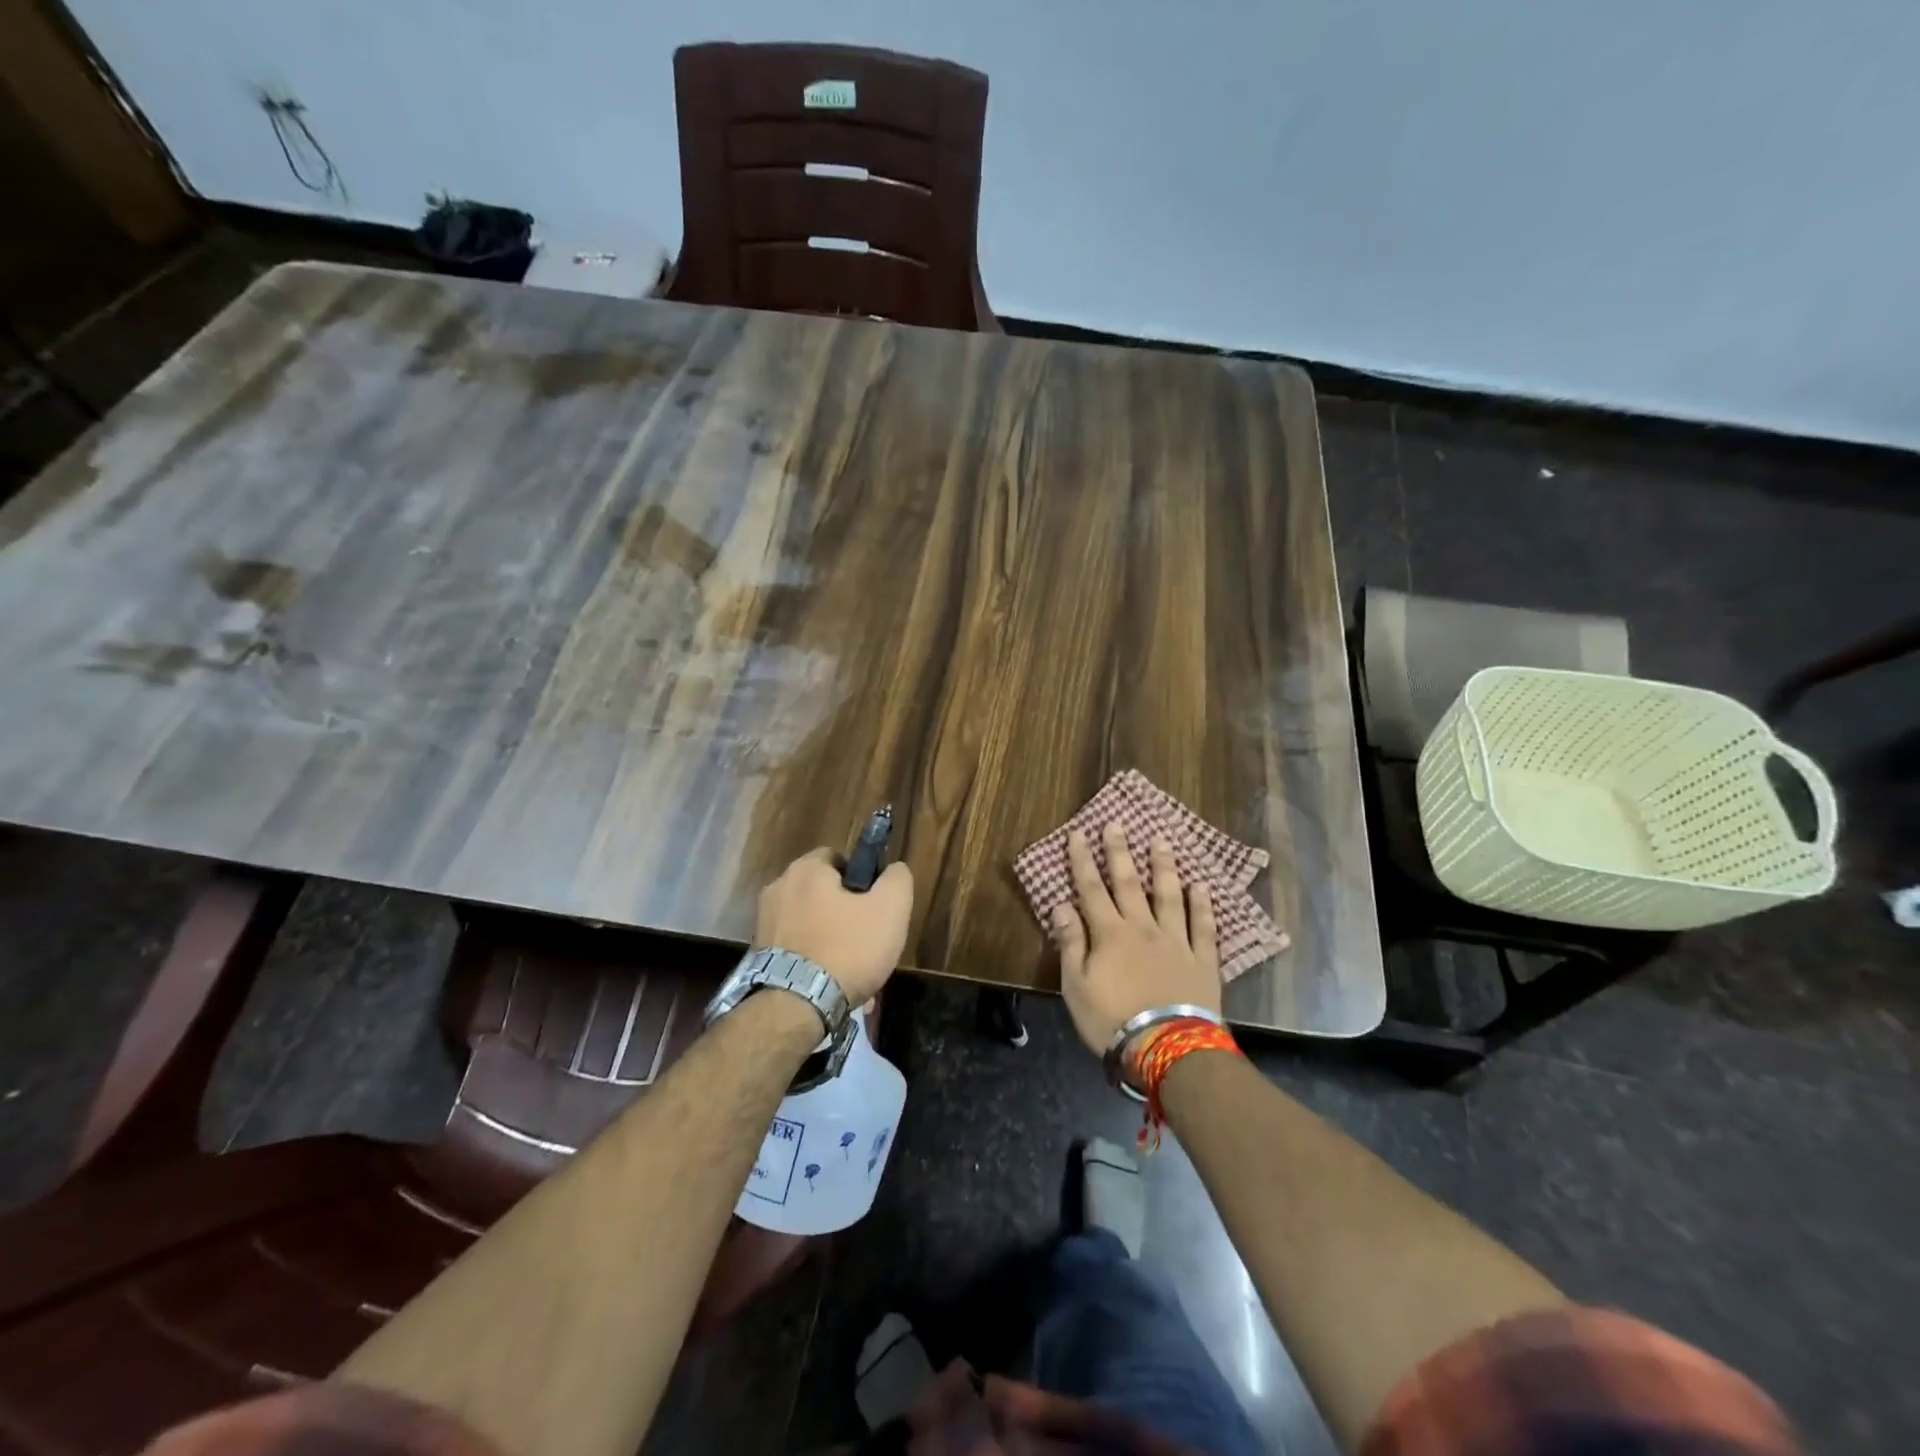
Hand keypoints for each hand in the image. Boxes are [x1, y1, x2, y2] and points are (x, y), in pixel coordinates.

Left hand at [755, 848, 913, 1003]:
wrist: (796, 1007)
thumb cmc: (848, 948)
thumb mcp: (891, 909)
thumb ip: (897, 879)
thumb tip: (893, 870)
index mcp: (806, 869)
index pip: (837, 858)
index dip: (860, 878)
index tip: (873, 905)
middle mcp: (778, 888)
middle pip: (821, 892)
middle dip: (844, 912)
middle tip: (866, 939)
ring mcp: (763, 922)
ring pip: (810, 923)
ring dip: (830, 939)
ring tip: (851, 970)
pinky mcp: (758, 954)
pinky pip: (795, 948)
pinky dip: (812, 960)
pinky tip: (830, 984)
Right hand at [1051, 822, 1221, 1054]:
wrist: (1167, 1048)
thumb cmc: (1112, 1020)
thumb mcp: (1076, 986)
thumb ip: (1071, 943)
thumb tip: (1061, 906)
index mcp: (1109, 934)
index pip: (1090, 889)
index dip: (1082, 861)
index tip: (1078, 834)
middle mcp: (1142, 928)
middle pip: (1128, 884)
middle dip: (1119, 852)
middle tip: (1116, 824)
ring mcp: (1175, 941)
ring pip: (1168, 896)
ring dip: (1163, 867)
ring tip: (1161, 842)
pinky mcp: (1202, 959)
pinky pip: (1203, 926)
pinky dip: (1202, 904)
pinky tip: (1201, 886)